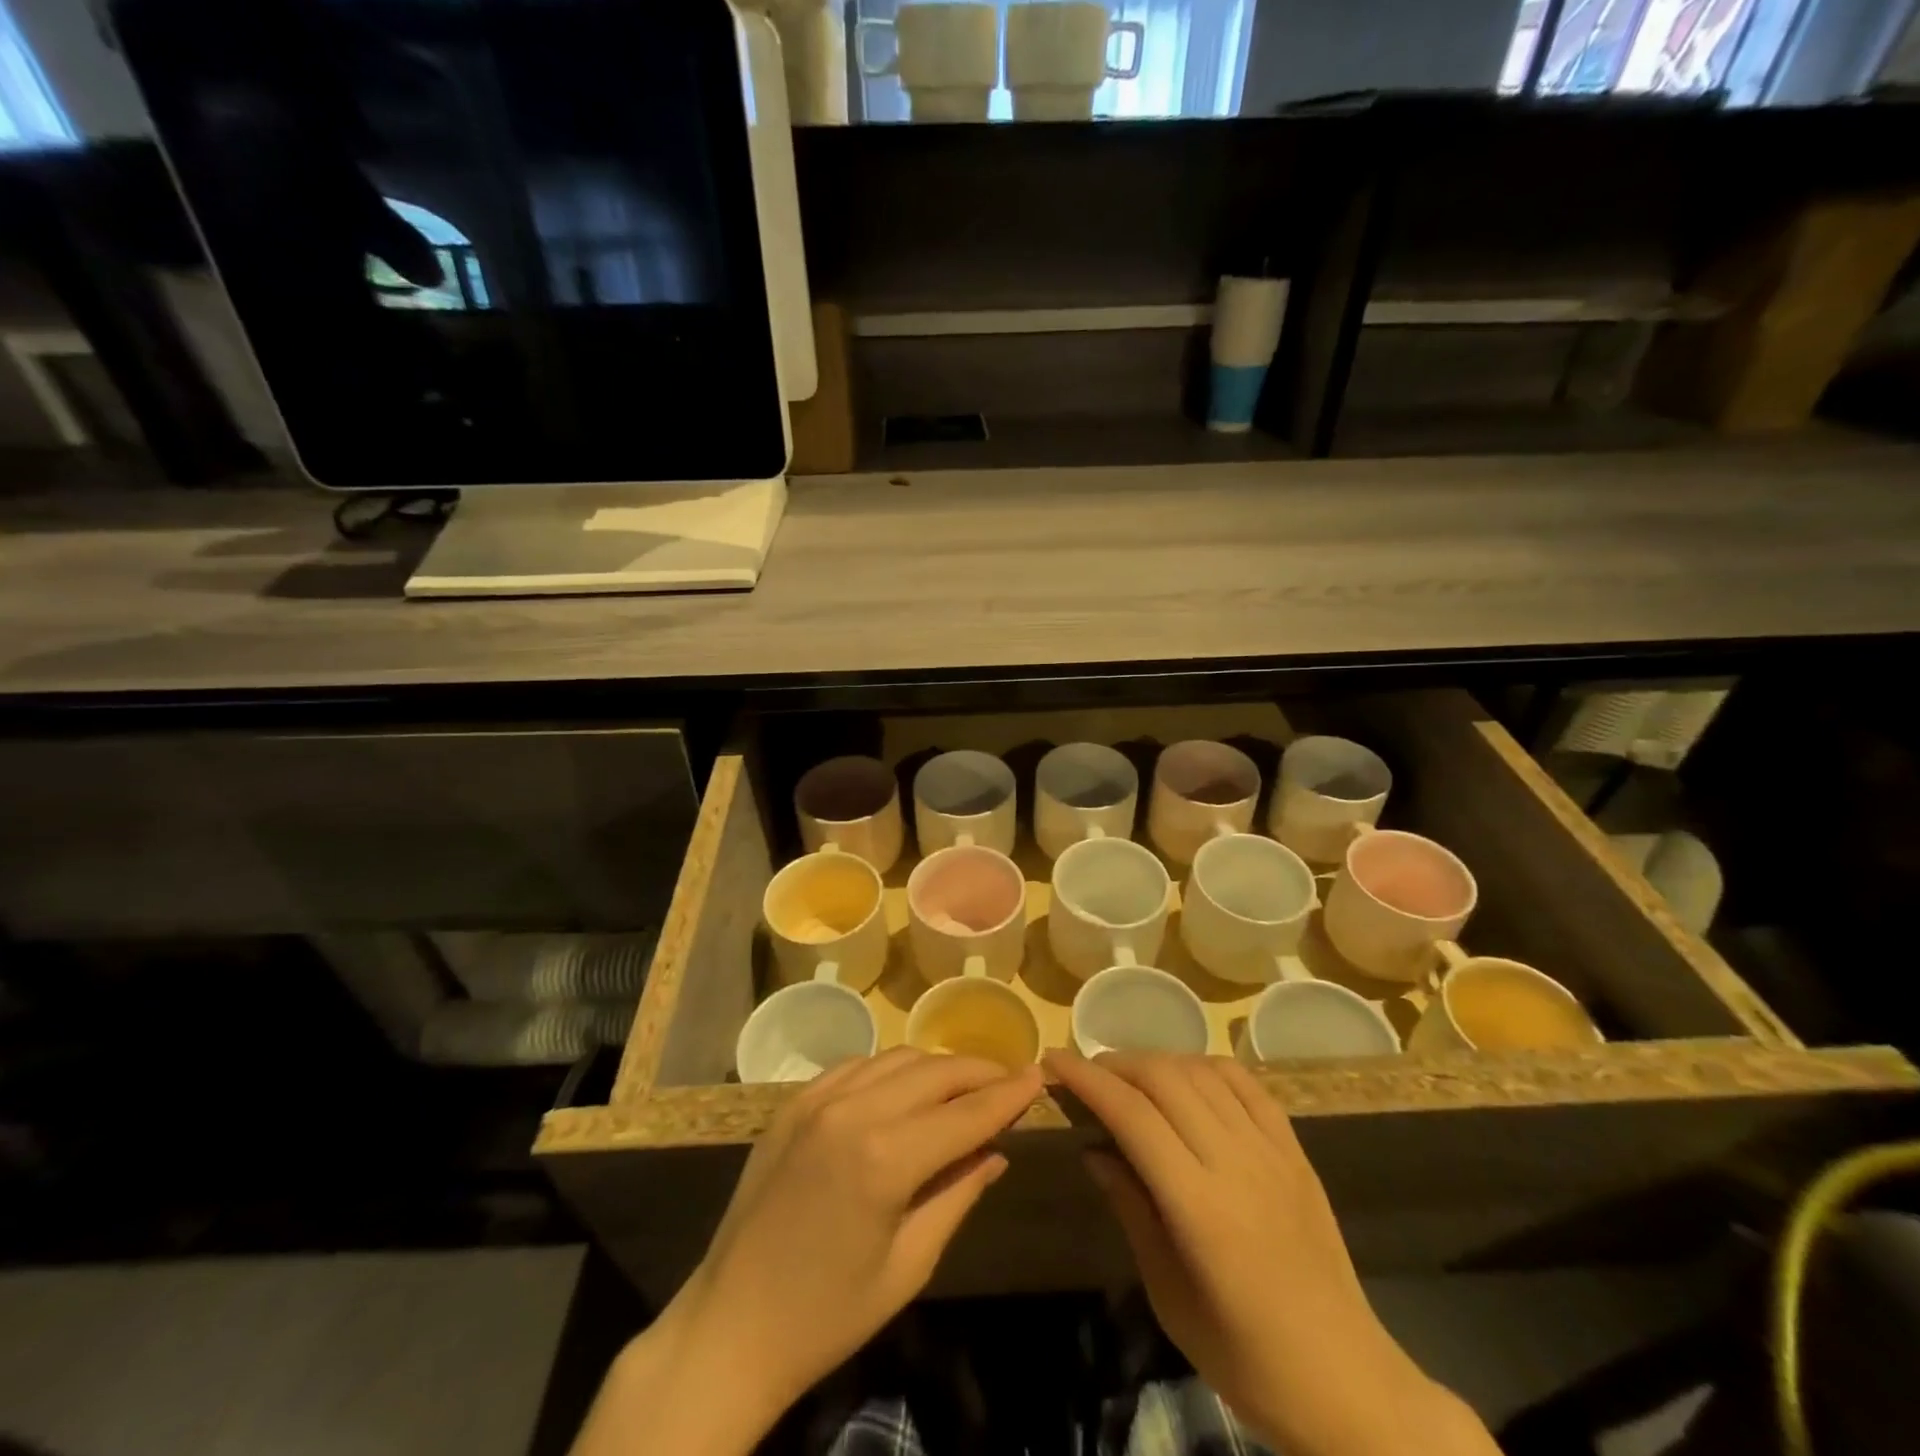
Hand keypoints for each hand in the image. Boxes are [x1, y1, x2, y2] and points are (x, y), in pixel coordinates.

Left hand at [574, 1049, 1040, 1455]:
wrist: (730, 1325)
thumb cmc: (828, 1314)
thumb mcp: (909, 1265)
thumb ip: (958, 1194)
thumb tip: (997, 1149)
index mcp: (885, 1157)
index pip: (966, 1112)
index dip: (1008, 1095)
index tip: (1040, 1076)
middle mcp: (852, 1110)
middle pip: (934, 1071)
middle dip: (978, 1072)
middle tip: (1010, 1079)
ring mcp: (817, 1099)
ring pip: (896, 1058)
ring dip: (937, 1066)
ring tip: (965, 1083)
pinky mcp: (793, 1102)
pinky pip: (856, 1065)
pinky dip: (891, 1069)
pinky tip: (905, 1088)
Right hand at [1047, 1051, 1496, 1455]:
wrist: (1346, 1382)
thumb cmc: (1244, 1356)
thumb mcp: (1169, 1294)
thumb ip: (1131, 1209)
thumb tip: (1094, 1149)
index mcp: (1199, 1207)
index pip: (1132, 1116)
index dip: (1087, 1080)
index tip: (1053, 1061)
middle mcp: (1235, 1163)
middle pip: (1164, 1079)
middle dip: (1115, 1063)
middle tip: (1086, 1073)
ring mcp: (1271, 1151)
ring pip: (1202, 1071)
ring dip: (1156, 1061)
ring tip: (1129, 1076)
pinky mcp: (1295, 1150)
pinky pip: (1246, 1083)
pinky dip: (1206, 1066)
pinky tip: (1187, 1078)